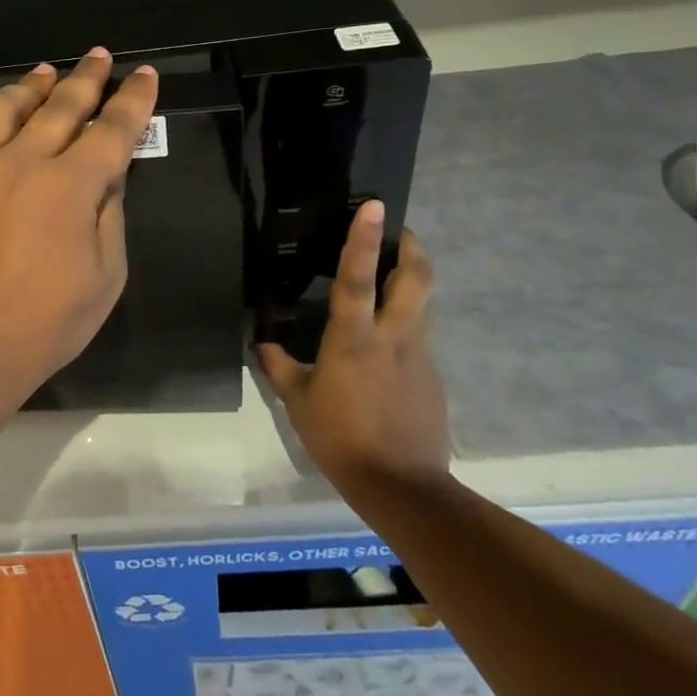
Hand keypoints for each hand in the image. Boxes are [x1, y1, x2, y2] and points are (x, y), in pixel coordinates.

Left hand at [0, 48, 157, 397]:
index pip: (111, 130)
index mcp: (70, 188)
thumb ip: (111, 211)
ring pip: (5, 107)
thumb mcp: (106, 275)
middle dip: (87, 78)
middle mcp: (21, 163)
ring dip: (32, 85)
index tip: (142, 75)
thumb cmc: (46, 323)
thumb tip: (110, 168)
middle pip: (60, 106)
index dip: (132, 100)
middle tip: (100, 56)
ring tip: (47, 72)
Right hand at [256, 202, 450, 486]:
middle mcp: (394, 337)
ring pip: (423, 304)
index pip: (359, 277)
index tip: (376, 206)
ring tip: (392, 278)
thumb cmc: (341, 439)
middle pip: (417, 279)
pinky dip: (406, 326)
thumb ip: (280, 366)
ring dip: (413, 281)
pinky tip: (386, 348)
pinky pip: (419, 339)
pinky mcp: (433, 378)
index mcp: (355, 338)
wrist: (403, 489)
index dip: (364, 238)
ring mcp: (420, 357)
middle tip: (400, 231)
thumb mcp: (298, 402)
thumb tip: (263, 343)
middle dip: (413, 247)